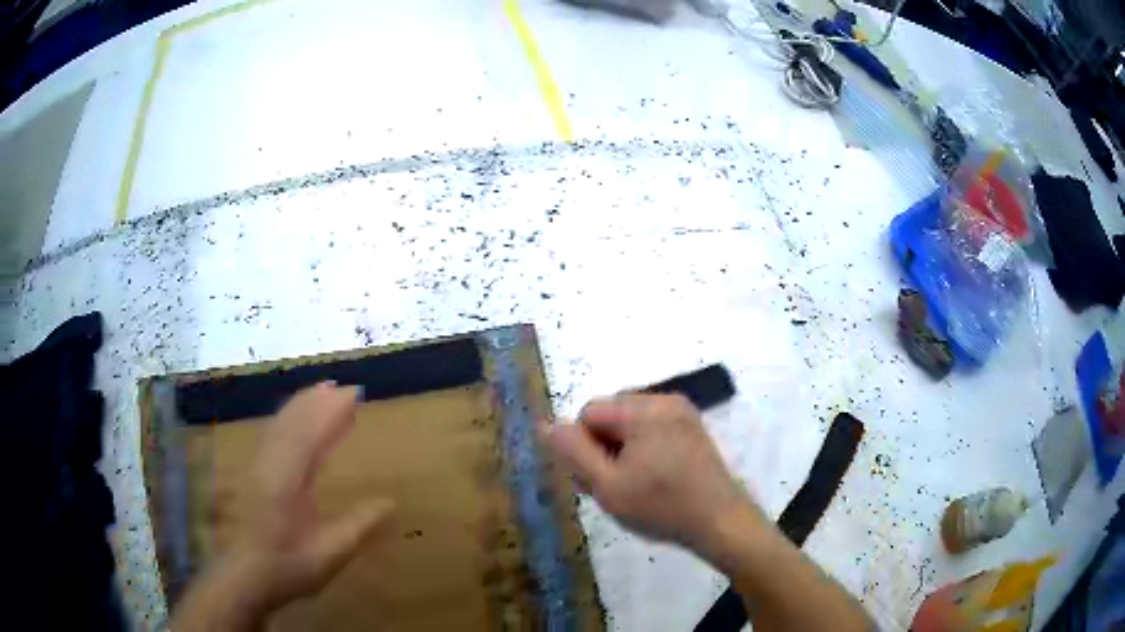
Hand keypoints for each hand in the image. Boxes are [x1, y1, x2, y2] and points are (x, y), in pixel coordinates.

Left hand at [236, 382, 393, 607]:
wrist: (247, 575)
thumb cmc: (290, 565)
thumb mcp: (331, 551)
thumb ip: (360, 524)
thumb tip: (390, 502)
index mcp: (288, 478)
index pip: (310, 432)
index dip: (331, 411)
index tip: (354, 394)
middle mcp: (271, 463)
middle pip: (293, 419)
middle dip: (318, 401)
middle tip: (345, 389)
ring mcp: (260, 465)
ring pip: (281, 423)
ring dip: (303, 406)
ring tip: (325, 394)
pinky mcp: (256, 472)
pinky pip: (275, 434)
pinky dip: (291, 419)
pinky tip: (299, 423)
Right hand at [539, 394, 758, 554]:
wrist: (720, 522)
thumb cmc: (662, 507)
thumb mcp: (607, 485)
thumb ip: (572, 452)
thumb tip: (544, 424)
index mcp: (644, 409)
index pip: (589, 412)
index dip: (583, 447)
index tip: (596, 479)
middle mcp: (664, 400)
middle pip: (610, 414)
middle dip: (602, 447)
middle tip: (614, 486)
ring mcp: (682, 413)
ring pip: (629, 423)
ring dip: (621, 451)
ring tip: (633, 486)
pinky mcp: (692, 427)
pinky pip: (652, 429)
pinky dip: (642, 450)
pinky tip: (652, 479)